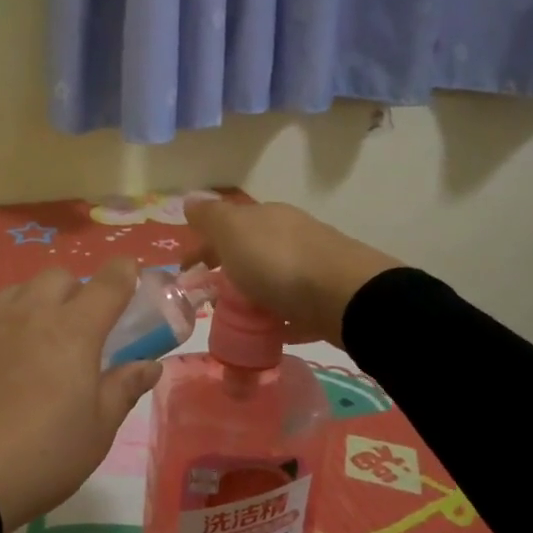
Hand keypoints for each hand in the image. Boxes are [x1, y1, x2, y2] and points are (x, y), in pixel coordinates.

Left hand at [0, 260, 161, 530]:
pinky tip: (1, 353)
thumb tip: (149, 365)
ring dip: (38, 301)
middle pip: (59, 276)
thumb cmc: (42, 455)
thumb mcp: (97, 431)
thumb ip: (124, 389)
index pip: (108, 283)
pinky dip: (4, 321)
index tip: (131, 275)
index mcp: (75, 330)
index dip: (125, 272)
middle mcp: (32, 313)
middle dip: (77, 290)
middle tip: (82, 327)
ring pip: (21, 289)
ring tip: (39, 337)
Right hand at [184, 198, 396, 345]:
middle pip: (250, 251)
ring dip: (252, 294)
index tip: (185, 274)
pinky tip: (269, 333)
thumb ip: (210, 217)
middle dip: (227, 271)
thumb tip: (190, 200)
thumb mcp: (233, 231)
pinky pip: (293, 307)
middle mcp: (291, 234)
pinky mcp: (328, 298)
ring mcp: (313, 266)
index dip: (202, 247)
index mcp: (266, 216)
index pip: (226, 225)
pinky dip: (277, 317)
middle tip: (209, 300)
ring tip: (236, 320)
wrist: (347, 297)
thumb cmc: (279, 262)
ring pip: (272, 278)